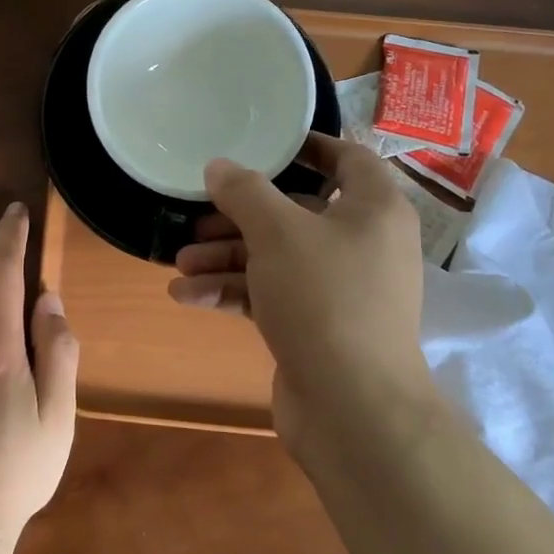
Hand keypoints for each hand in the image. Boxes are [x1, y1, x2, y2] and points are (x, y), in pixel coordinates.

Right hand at [168, 133, 440, 447]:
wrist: (354, 408)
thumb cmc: (324, 298)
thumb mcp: (277, 233)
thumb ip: (245, 192)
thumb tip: (219, 166)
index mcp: (373, 209)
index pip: (348, 159)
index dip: (308, 147)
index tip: (263, 144)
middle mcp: (363, 244)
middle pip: (296, 213)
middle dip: (240, 217)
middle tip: (197, 218)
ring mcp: (341, 289)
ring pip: (277, 257)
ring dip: (226, 258)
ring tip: (180, 263)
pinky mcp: (318, 326)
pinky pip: (272, 294)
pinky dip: (234, 292)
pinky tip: (187, 296)